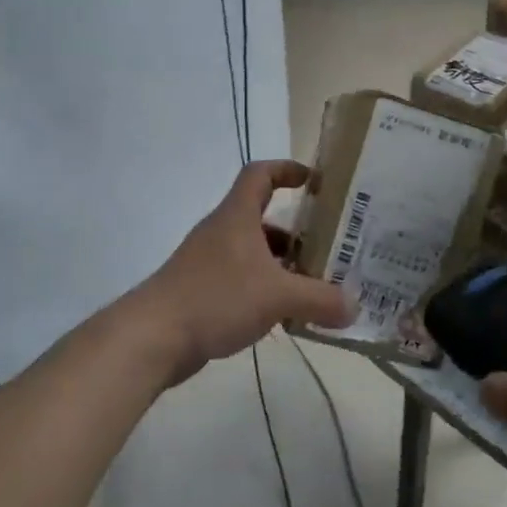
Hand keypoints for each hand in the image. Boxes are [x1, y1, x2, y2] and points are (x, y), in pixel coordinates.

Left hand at [138, 160, 354, 381]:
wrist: (152, 337)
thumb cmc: (215, 298)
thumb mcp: (277, 297)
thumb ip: (320, 299)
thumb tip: (355, 307)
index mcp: (236, 217)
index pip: (260, 174)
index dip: (287, 169)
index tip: (315, 181)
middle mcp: (222, 232)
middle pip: (262, 218)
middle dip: (297, 231)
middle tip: (329, 248)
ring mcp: (208, 262)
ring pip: (254, 253)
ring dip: (282, 264)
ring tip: (314, 286)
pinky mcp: (202, 291)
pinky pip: (242, 280)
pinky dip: (265, 289)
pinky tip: (284, 315)